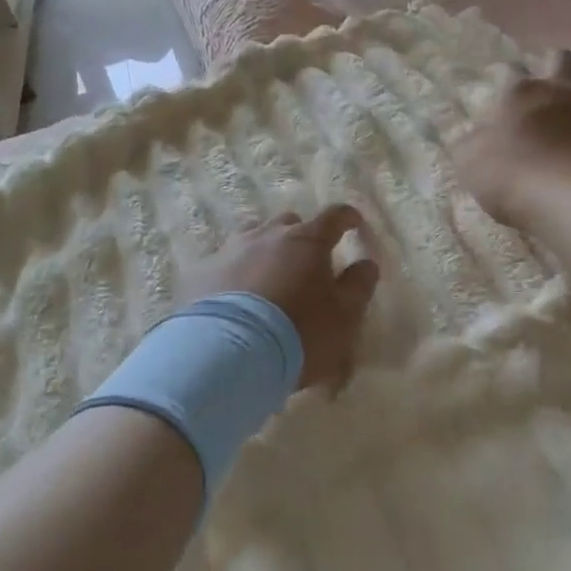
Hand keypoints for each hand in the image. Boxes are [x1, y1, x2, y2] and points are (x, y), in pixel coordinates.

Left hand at [181, 205, 378, 391]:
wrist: (227, 354)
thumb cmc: (299, 332)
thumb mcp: (344, 316)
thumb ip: (359, 286)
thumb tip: (366, 263)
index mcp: (308, 240)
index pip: (335, 216)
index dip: (348, 217)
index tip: (354, 223)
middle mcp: (269, 235)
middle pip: (290, 223)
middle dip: (302, 236)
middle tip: (307, 262)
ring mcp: (232, 249)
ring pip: (254, 238)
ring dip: (266, 251)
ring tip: (269, 278)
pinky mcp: (203, 271)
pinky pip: (226, 263)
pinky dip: (237, 273)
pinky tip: (237, 296)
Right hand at [453, 51, 570, 228]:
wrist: (567, 199)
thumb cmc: (509, 174)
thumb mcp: (469, 160)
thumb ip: (468, 142)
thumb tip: (465, 134)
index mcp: (519, 93)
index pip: (510, 72)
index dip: (506, 76)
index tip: (501, 85)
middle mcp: (556, 93)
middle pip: (563, 60)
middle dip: (558, 59)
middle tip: (552, 66)